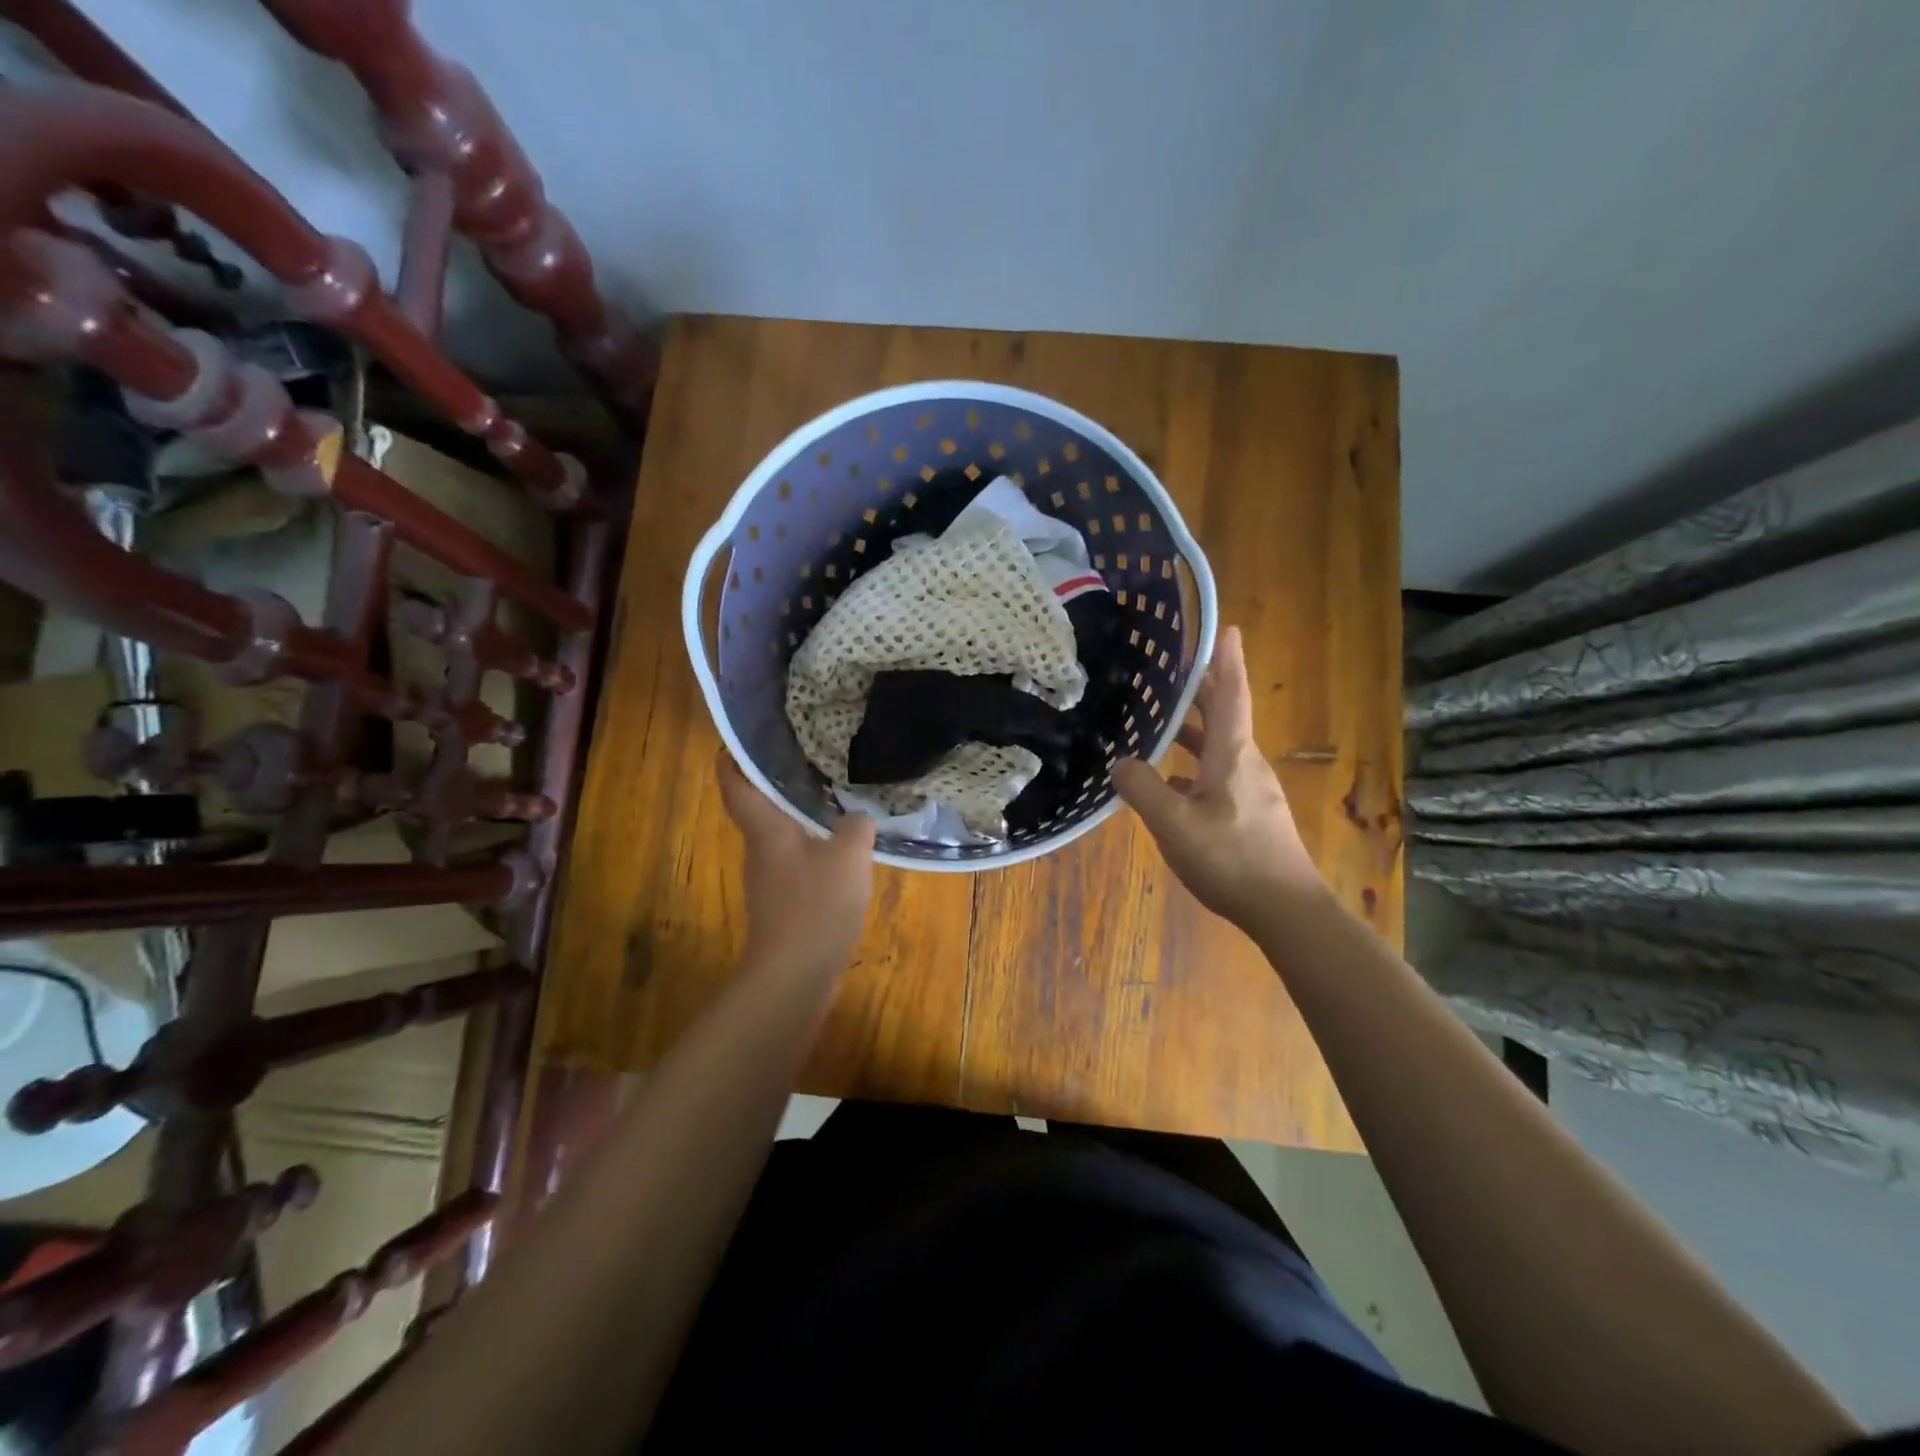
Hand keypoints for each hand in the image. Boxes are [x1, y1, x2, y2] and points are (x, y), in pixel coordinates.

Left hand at [718, 750, 875, 974]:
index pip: (735, 784)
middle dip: (776, 782)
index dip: (733, 759)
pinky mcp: (783, 904)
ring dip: (798, 816)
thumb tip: (857, 816)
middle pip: (758, 808)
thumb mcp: (849, 856)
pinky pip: (796, 863)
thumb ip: (856, 827)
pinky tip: (841, 849)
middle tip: (807, 758)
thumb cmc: (815, 905)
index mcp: (765, 829)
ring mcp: (770, 880)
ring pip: (780, 836)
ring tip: (831, 796)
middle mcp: (760, 850)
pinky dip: (813, 848)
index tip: (743, 739)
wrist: (794, 975)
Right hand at [1113, 626, 1322, 926]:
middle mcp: (1245, 763)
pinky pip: (1216, 773)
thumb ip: (1142, 789)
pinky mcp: (1249, 812)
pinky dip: (1193, 764)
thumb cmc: (1231, 858)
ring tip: (1160, 719)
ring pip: (1218, 746)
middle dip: (1201, 689)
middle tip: (1172, 668)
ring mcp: (1250, 788)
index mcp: (1231, 754)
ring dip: (1192, 729)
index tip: (1227, 628)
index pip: (1229, 694)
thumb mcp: (1174, 823)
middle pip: (1223, 715)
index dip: (1226, 659)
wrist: (1285, 908)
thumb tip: (1121, 764)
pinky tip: (1169, 782)